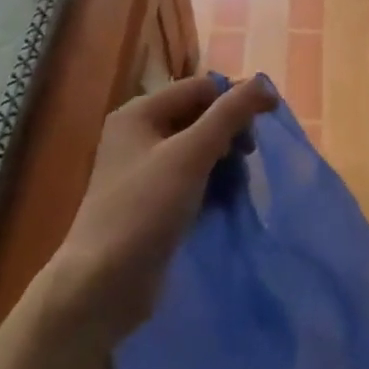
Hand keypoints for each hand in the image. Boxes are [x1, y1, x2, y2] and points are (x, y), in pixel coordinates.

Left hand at [47, 73, 277, 345]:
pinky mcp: (150, 202)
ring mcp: (143, 170)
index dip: (235, 101)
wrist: (102, 285)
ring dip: (224, 162)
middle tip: (248, 160)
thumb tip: (263, 82)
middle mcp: (138, 134)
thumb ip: (229, 115)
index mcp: (140, 112)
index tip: (266, 127)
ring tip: (237, 187)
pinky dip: (210, 184)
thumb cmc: (145, 209)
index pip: (200, 88)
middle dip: (229, 134)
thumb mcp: (190, 155)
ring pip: (197, 149)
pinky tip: (224, 203)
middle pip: (199, 116)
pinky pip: (190, 178)